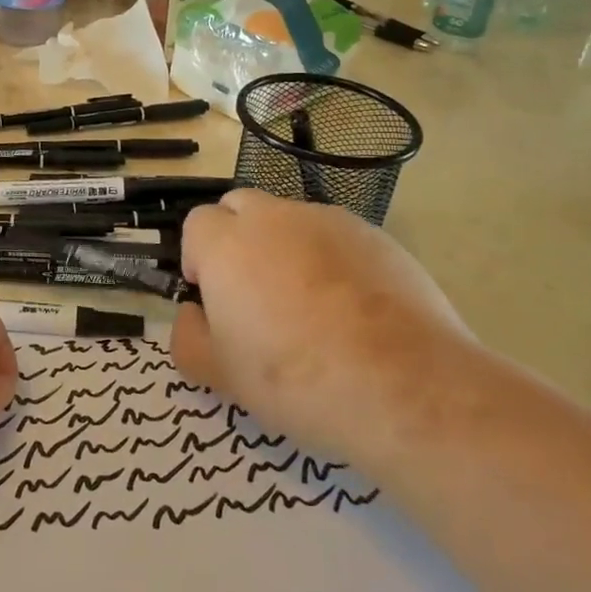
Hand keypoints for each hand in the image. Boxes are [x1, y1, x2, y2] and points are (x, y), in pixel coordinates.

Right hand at [170, 190, 481, 466]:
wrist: (402, 385)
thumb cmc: (295, 380)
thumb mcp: (220, 374)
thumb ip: (188, 336)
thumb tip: (194, 313)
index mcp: (227, 243)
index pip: (197, 223)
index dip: (198, 257)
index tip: (211, 297)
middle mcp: (275, 218)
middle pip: (241, 206)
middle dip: (236, 237)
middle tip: (252, 291)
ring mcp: (330, 221)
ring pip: (291, 220)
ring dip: (284, 246)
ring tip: (308, 304)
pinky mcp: (377, 236)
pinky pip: (336, 237)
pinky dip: (331, 259)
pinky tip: (351, 309)